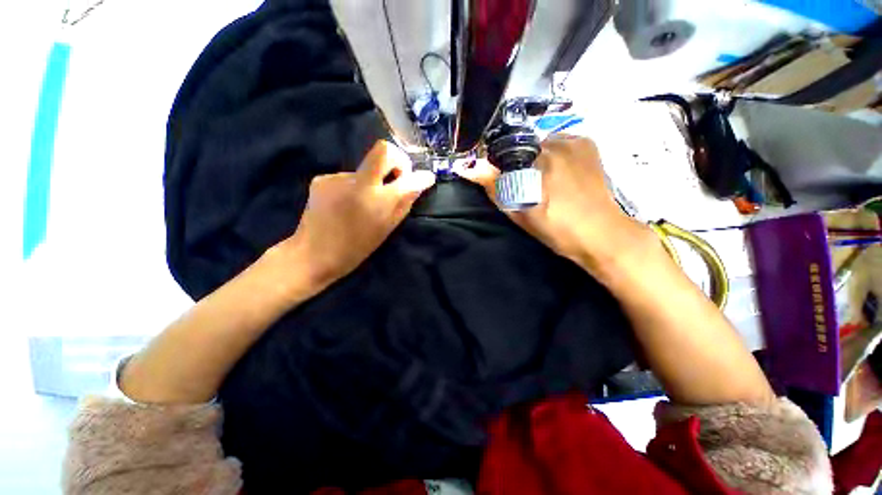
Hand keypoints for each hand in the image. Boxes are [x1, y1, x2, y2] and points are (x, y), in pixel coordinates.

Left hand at [285, 140, 434, 287]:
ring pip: (365, 168)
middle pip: (383, 150)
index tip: (425, 177)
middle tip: (396, 179)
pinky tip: (346, 204)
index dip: (417, 174)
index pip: (404, 174)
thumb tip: (421, 182)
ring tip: (362, 204)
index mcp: (376, 199)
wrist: (313, 254)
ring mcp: (336, 178)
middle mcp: (356, 182)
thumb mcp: (387, 228)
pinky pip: (348, 177)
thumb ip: (405, 202)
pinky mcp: (321, 179)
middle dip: (397, 161)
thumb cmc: (357, 248)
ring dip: (371, 181)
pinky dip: (354, 187)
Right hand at [456, 135, 648, 274]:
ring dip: (536, 159)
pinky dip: (554, 155)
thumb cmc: (556, 228)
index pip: (503, 153)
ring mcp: (574, 141)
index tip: (502, 180)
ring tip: (545, 181)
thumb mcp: (519, 213)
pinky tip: (559, 173)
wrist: (600, 233)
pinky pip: (559, 143)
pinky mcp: (587, 144)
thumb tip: (469, 168)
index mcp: (537, 162)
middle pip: (523, 148)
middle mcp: (555, 143)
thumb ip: (495, 188)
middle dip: (518, 164)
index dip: (498, 166)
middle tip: (526, 186)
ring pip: (541, 145)